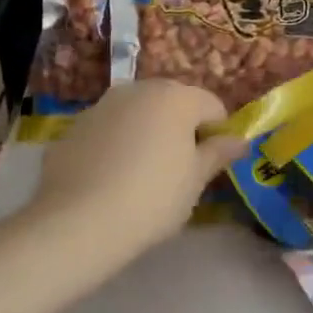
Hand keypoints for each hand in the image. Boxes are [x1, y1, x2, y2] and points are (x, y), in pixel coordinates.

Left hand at [29, 80, 247, 262]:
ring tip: (142, 175)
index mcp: (176, 97)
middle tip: (179, 169)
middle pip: (172, 103)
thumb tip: (240, 141)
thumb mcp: (195, 180)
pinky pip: (107, 131)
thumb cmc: (153, 198)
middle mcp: (138, 90)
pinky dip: (115, 145)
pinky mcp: (73, 128)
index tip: (211, 165)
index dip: (218, 134)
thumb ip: (218, 154)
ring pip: (137, 114)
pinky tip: (110, 179)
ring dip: (146, 133)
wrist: (78, 222)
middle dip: (180, 128)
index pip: (212, 106)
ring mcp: (101, 106)